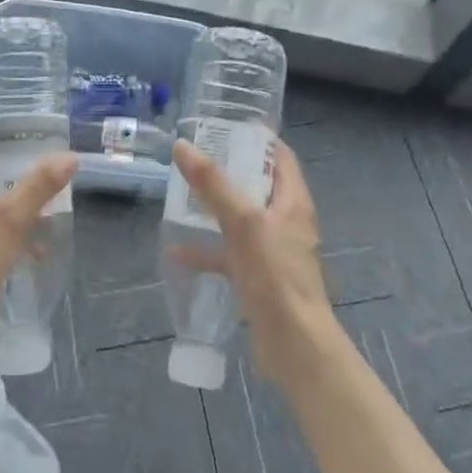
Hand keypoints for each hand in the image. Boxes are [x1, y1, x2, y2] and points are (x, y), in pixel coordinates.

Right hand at [170, 138, 342, 388]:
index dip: (258, 139)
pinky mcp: (260, 279)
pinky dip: (207, 251)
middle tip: (196, 158)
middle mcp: (287, 222)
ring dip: (216, 210)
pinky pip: (230, 256)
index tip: (226, 127)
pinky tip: (177, 254)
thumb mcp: (243, 223)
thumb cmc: (275, 276)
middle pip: (259, 186)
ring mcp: (274, 252)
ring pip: (242, 220)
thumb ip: (213, 185)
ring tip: (183, 197)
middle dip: (229, 172)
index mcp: (293, 202)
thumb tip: (183, 146)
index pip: (281, 157)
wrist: (294, 345)